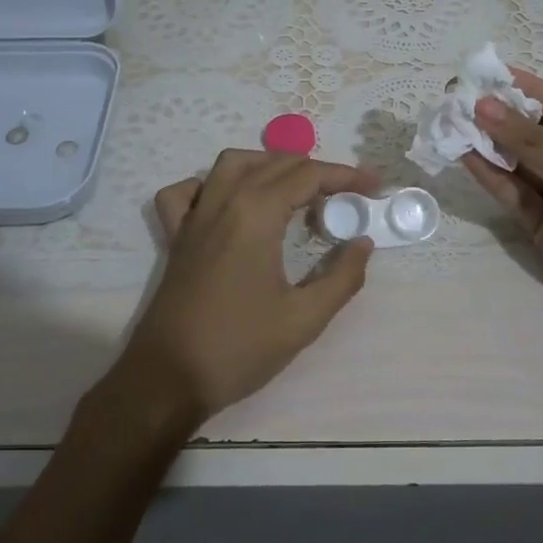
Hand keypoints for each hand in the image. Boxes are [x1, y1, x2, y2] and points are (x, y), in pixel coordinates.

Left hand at [104, 149, 377, 434]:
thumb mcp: (303, 319)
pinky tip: (229, 203)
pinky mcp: (175, 237)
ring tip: (296, 188)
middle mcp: (222, 202)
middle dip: (316, 170)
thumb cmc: (239, 348)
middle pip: (275, 164)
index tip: (374, 187)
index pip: (308, 176)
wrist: (168, 379)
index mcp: (256, 215)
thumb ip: (341, 277)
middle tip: (346, 195)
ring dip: (268, 165)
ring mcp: (194, 217)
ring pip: (231, 164)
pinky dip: (210, 185)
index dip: (346, 176)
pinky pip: (186, 192)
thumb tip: (362, 244)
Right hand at [463, 71, 542, 362]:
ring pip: (520, 165)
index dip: (522, 88)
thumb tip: (484, 106)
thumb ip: (535, 146)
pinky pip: (516, 196)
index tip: (482, 71)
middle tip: (455, 97)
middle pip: (536, 134)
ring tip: (450, 124)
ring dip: (489, 146)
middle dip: (499, 117)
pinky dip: (492, 179)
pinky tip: (466, 158)